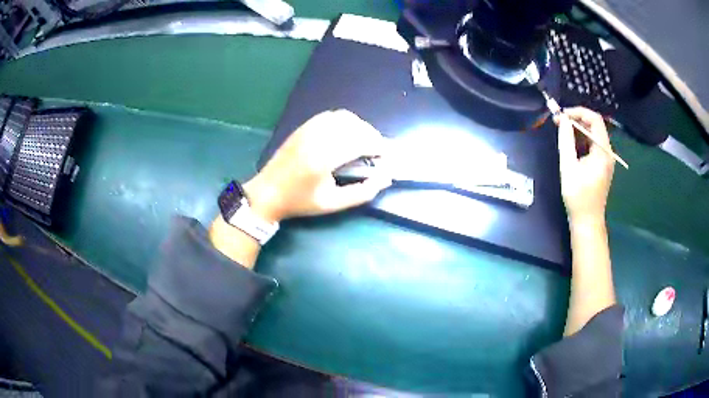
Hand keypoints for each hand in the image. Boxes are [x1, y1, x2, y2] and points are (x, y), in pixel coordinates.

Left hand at [244, 110, 391, 221]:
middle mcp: (316, 137)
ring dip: (359, 126)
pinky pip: (330, 115)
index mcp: (323, 158)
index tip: (387, 156)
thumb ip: (362, 192)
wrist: (267, 192)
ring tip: (364, 142)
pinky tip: (347, 134)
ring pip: (343, 117)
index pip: (359, 142)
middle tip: (378, 151)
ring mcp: (308, 129)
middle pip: (354, 126)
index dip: (378, 146)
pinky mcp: (303, 126)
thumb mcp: (332, 203)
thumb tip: (385, 179)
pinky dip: (345, 121)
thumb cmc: (300, 202)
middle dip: (372, 136)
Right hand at [556, 107, 614, 224]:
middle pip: (595, 125)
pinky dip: (581, 139)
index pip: (595, 119)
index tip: (562, 115)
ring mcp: (606, 159)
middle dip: (576, 119)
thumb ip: (566, 141)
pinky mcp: (602, 164)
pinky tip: (570, 144)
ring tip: (562, 131)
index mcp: (603, 152)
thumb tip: (563, 120)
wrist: (587, 221)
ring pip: (593, 134)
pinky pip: (593, 144)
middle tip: (558, 122)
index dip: (578, 112)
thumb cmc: (578, 196)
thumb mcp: (569, 167)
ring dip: (578, 129)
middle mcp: (608, 152)